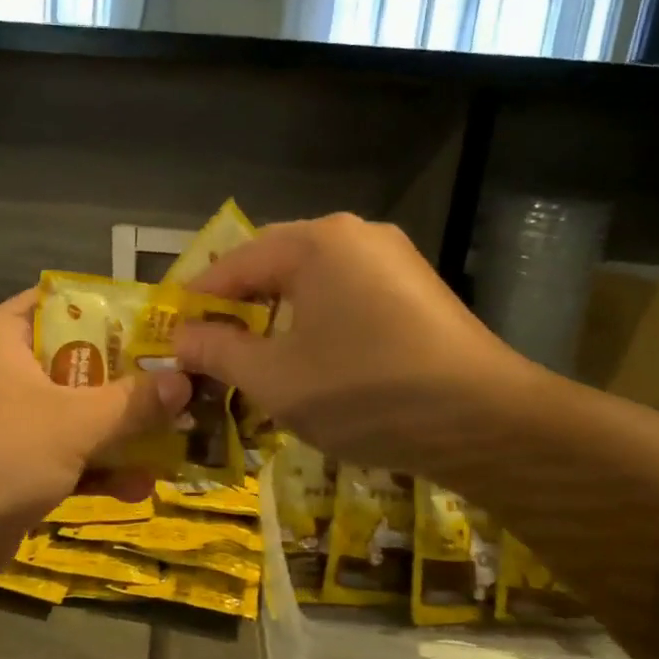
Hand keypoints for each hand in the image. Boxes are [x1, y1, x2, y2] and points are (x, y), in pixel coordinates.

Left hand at [0, 290, 190, 603]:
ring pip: (75, 414)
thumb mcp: (73, 422)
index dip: (114, 311)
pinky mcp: (9, 468)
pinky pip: (63, 456)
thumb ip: (132, 401)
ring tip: (180, 439)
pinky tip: (142, 486)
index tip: (164, 325)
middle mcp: (2, 371)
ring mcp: (5, 422)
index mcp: (2, 335)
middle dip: (131, 381)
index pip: (64, 303)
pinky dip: (97, 469)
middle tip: (186, 384)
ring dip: (122, 431)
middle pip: (79, 362)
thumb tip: (186, 380)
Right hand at [173, 214, 540, 475]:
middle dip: (239, 307)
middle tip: (210, 347)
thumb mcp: (275, 378)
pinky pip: (349, 296)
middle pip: (275, 265)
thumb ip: (219, 351)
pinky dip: (318, 323)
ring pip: (314, 282)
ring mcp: (395, 260)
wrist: (487, 422)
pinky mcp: (418, 291)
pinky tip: (313, 361)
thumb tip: (181, 338)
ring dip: (278, 317)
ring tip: (255, 358)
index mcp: (317, 243)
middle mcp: (356, 236)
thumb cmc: (365, 391)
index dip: (198, 300)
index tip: (171, 332)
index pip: (236, 263)